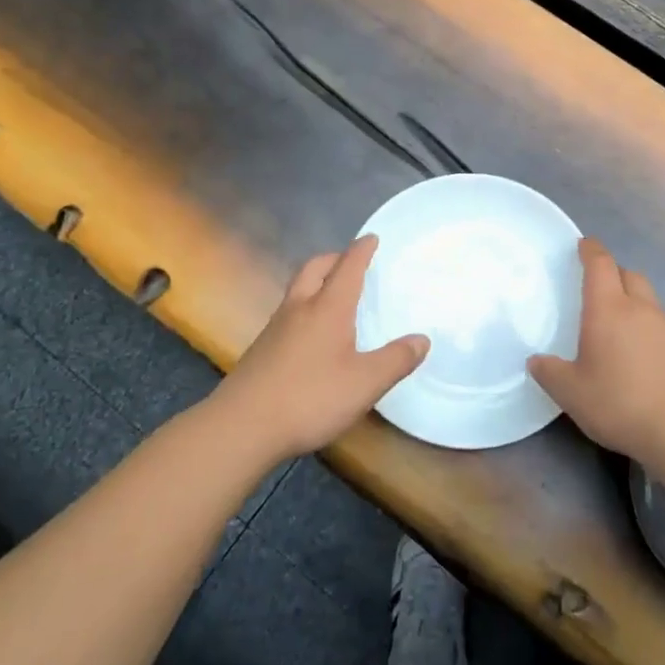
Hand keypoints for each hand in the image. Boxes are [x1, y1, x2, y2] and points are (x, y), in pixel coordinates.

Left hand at [216, 236, 428, 463]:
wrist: (241, 426)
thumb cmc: (309, 398)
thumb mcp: (364, 384)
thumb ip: (396, 360)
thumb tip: (422, 339)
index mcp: (327, 308)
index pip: (347, 267)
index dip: (361, 250)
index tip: (371, 238)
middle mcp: (299, 308)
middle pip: (314, 268)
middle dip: (334, 258)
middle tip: (350, 262)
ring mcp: (276, 327)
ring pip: (298, 288)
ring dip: (316, 280)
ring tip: (333, 293)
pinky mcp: (262, 348)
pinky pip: (288, 311)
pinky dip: (305, 306)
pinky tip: (311, 332)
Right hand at [529, 238, 664, 468]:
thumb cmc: (621, 403)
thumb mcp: (572, 393)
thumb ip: (550, 373)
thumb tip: (536, 360)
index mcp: (609, 309)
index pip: (601, 265)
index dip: (591, 250)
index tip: (583, 244)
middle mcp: (640, 310)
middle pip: (629, 275)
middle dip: (613, 273)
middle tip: (597, 285)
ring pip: (648, 300)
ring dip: (632, 300)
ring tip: (615, 323)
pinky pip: (659, 326)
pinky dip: (646, 328)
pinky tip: (637, 355)